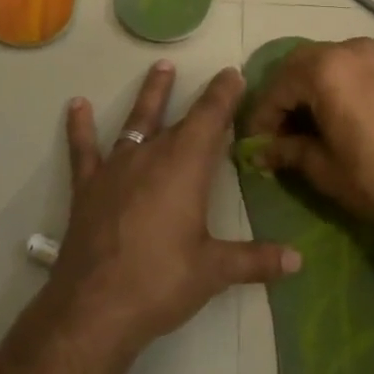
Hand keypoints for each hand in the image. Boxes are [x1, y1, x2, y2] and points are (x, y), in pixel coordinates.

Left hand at [51, 61, 300, 353]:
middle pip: (178, 119)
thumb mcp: (214, 271)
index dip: (224, 95)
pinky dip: (79, 127)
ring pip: (136, 122)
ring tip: (160, 67)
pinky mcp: (88, 186)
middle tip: (214, 77)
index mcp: (185, 168)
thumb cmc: (161, 282)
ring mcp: (116, 168)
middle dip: (199, 97)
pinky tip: (75, 105)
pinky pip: (84, 149)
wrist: (95, 306)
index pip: (210, 119)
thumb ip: (255, 260)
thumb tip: (298, 260)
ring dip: (151, 95)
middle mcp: (151, 157)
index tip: (234, 75)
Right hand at [240, 37, 373, 246]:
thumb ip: (288, 151)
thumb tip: (261, 151)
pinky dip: (355, 85)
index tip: (258, 141)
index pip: (279, 85)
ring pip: (341, 62)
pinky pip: (372, 68)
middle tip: (286, 128)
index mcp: (327, 70)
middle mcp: (355, 50)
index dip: (263, 114)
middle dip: (290, 94)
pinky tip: (361, 115)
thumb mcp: (325, 170)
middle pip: (307, 64)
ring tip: (324, 120)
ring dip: (323, 86)